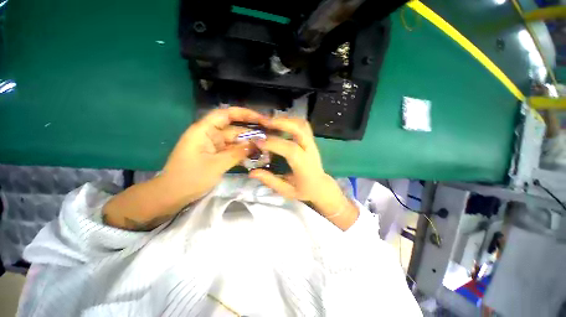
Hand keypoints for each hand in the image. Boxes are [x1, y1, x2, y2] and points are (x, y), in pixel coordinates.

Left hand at [103, 107, 265, 230]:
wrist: (173, 195)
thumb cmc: (190, 178)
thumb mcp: (216, 165)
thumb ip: (237, 153)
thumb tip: (256, 144)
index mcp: (204, 131)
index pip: (226, 114)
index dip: (244, 113)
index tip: (261, 118)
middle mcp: (210, 135)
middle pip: (234, 129)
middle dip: (251, 133)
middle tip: (269, 137)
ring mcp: (214, 145)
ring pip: (235, 141)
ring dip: (248, 144)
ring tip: (266, 148)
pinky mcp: (216, 154)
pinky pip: (232, 150)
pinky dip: (242, 153)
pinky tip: (255, 156)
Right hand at [249, 117, 358, 229]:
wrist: (321, 186)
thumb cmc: (304, 190)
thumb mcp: (286, 191)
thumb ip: (270, 181)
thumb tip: (251, 172)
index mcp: (305, 166)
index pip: (291, 150)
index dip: (274, 144)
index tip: (257, 141)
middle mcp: (310, 151)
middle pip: (300, 130)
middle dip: (281, 123)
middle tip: (263, 123)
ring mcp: (312, 144)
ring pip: (302, 124)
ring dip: (286, 120)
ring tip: (269, 122)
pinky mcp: (311, 140)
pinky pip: (303, 125)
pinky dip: (291, 121)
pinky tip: (280, 123)